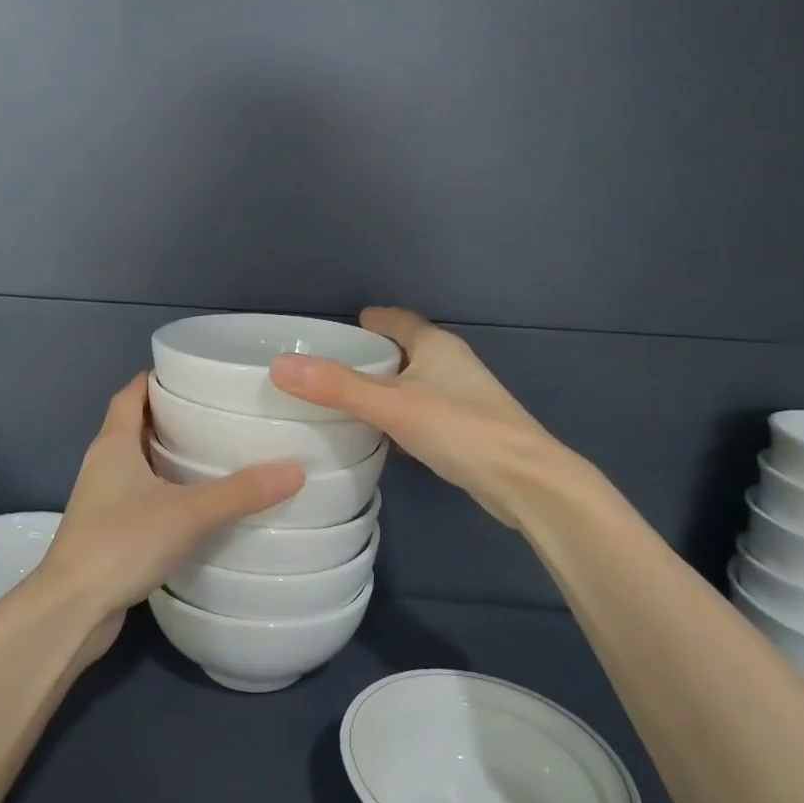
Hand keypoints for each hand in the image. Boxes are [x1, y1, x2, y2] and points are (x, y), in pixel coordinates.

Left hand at [34, 374, 304, 659]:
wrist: (73, 608)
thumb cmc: (123, 542)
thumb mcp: (189, 512)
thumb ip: (241, 492)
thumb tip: (296, 470)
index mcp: (113, 444)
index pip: (130, 394)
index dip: (155, 379)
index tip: (191, 372)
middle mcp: (102, 465)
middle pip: (134, 427)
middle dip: (170, 417)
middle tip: (217, 413)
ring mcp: (101, 501)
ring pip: (137, 466)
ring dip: (168, 458)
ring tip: (215, 455)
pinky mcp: (108, 533)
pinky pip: (140, 499)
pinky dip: (165, 493)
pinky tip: (197, 506)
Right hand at [269, 306, 573, 527]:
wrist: (524, 482)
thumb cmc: (459, 429)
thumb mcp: (391, 405)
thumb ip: (336, 386)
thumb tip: (279, 366)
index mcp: (436, 345)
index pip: (396, 320)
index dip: (368, 322)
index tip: (334, 330)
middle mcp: (450, 365)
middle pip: (402, 352)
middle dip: (368, 358)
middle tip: (324, 370)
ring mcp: (460, 399)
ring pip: (410, 387)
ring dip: (380, 392)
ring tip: (339, 404)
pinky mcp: (463, 432)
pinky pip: (418, 416)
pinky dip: (395, 420)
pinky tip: (375, 438)